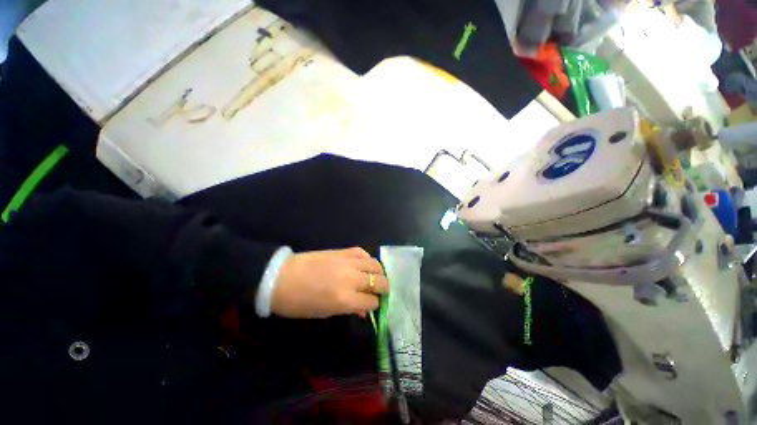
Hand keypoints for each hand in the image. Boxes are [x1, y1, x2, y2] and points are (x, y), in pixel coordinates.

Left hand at [270, 247, 389, 318]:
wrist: (281, 278)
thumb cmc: (299, 303)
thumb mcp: (324, 313)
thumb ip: (349, 309)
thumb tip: (364, 309)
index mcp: (345, 299)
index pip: (372, 301)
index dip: (374, 305)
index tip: (371, 306)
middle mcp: (351, 279)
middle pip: (379, 281)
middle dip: (383, 288)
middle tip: (379, 292)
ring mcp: (348, 262)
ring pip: (375, 265)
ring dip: (379, 273)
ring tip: (374, 277)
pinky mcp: (342, 251)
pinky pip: (362, 253)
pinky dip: (367, 259)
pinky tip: (363, 265)